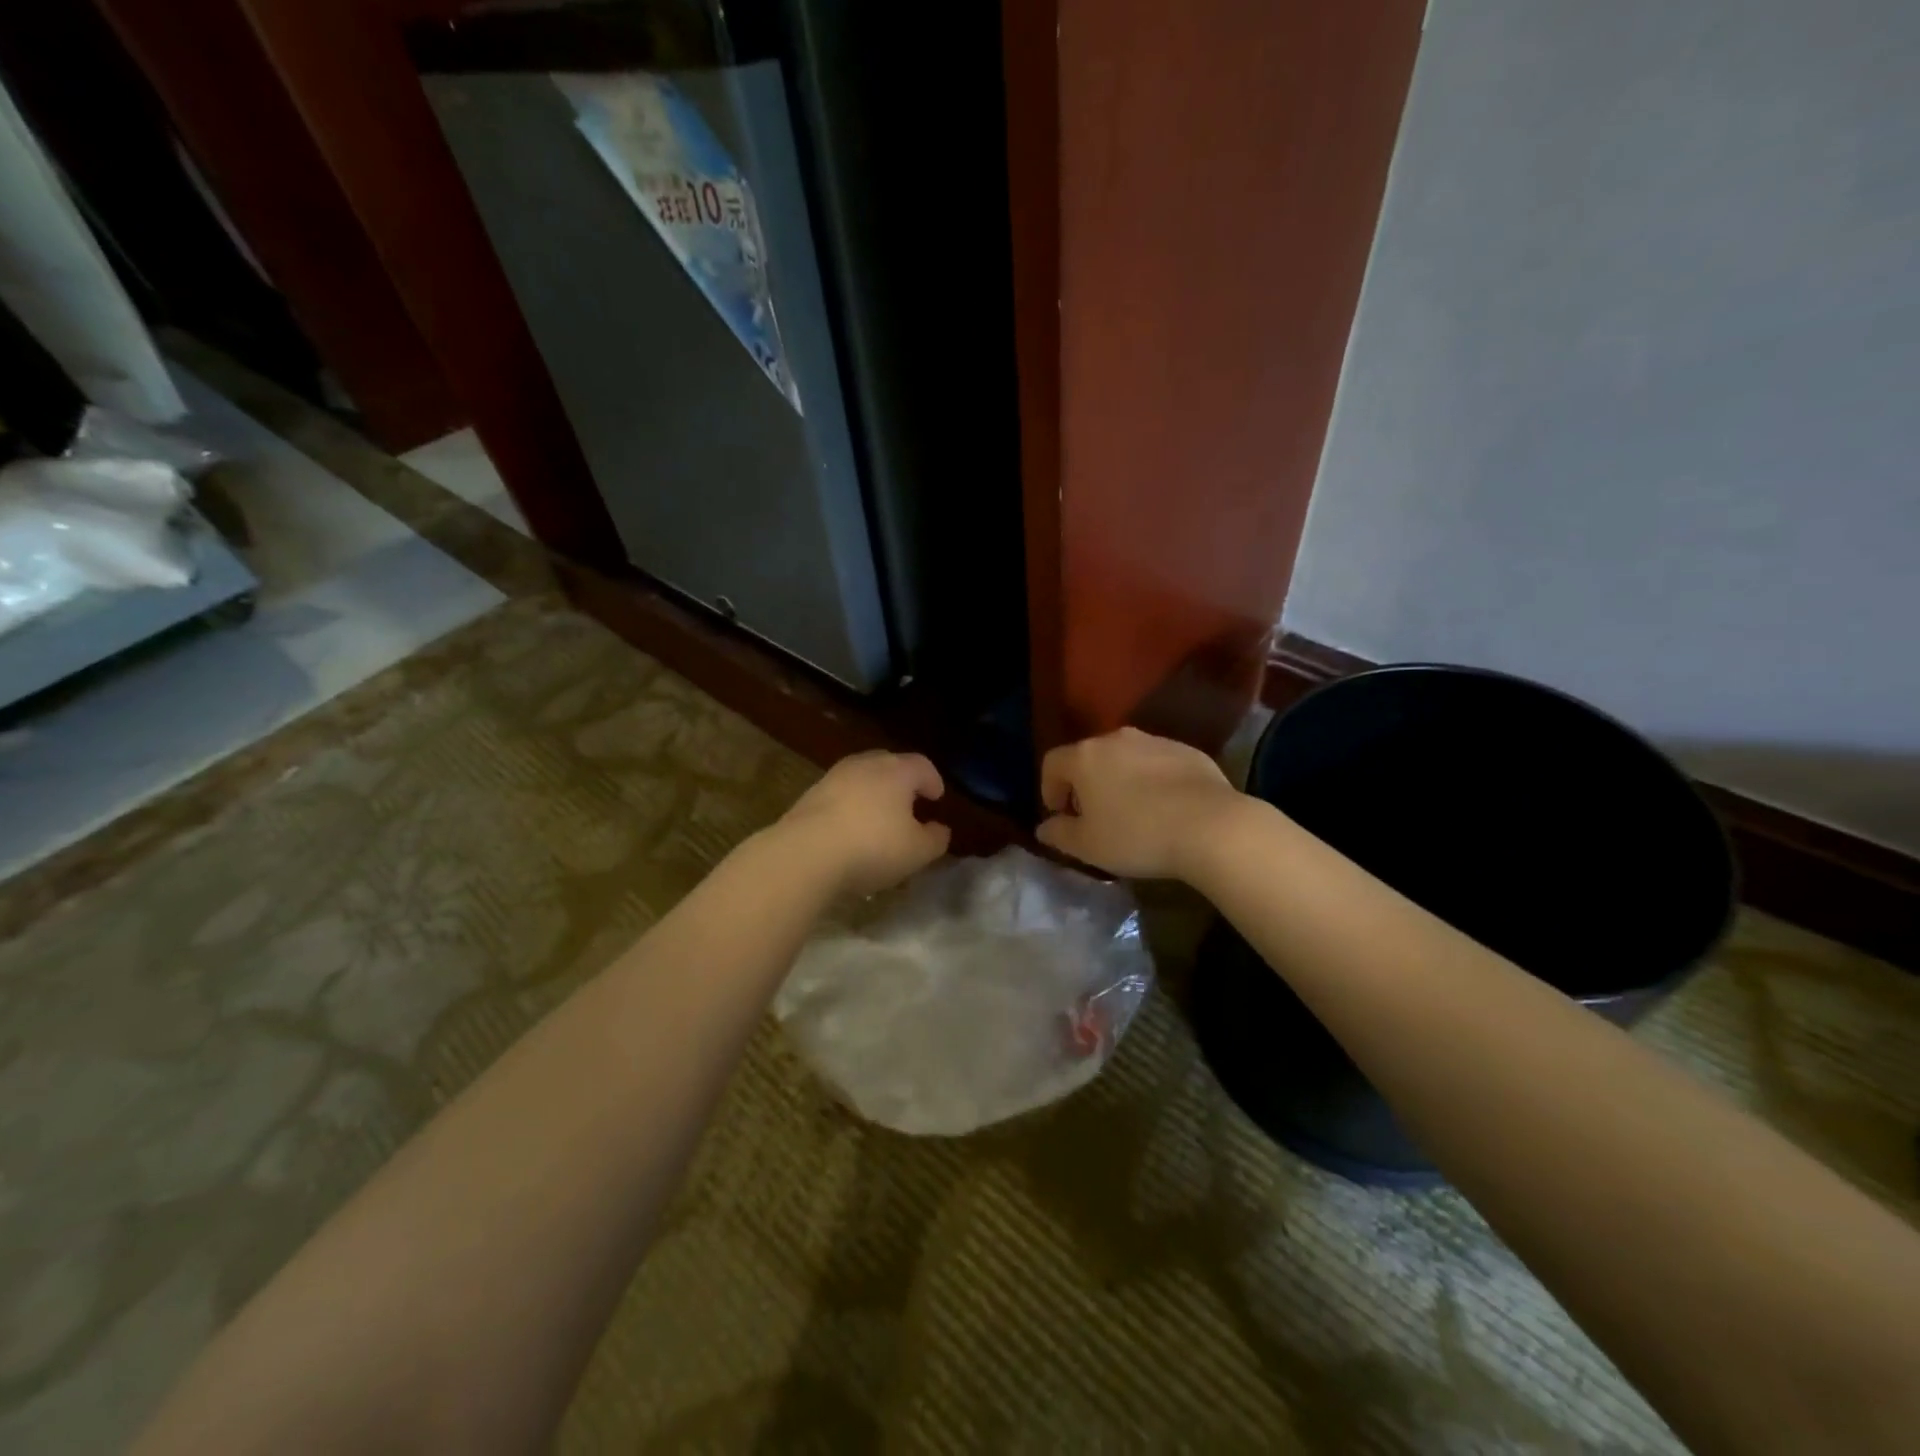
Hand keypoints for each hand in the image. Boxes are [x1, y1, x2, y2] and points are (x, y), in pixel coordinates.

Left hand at [773, 750, 951, 897]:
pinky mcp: (809, 795)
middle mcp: (865, 765)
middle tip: (909, 804)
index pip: (922, 765)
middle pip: (890, 765)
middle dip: (902, 782)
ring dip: (873, 794)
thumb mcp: (917, 851)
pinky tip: (850, 831)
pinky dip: (850, 807)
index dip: (933, 780)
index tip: (937, 797)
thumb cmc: (873, 847)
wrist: (805, 853)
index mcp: (897, 771)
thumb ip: (935, 839)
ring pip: (861, 779)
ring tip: (878, 819)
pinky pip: (840, 796)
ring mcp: (834, 777)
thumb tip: (940, 829)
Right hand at [1035, 727, 1243, 880]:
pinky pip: (1157, 764)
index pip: (1052, 763)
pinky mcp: (1188, 751)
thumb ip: (1059, 834)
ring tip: (1133, 813)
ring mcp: (1155, 741)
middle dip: (1085, 785)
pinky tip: (1166, 809)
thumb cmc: (1137, 836)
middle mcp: (1116, 739)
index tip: (1061, 816)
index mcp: (1085, 757)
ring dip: (1120, 780)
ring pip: (1125, 758)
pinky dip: (1152, 781)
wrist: (1212, 827)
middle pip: (1089, 757)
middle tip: (1095, 817)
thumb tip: (1045, 827)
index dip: (1049, 789)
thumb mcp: (1088, 846)